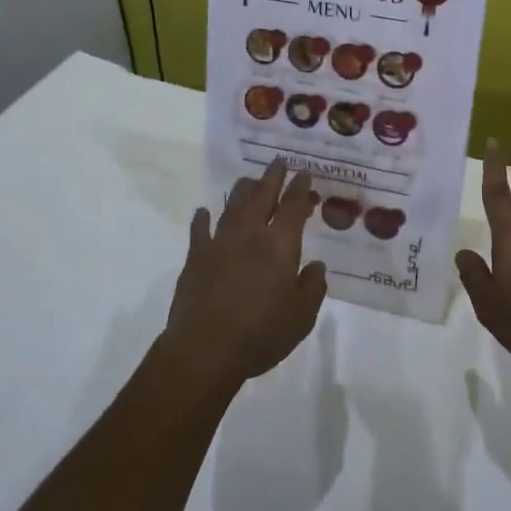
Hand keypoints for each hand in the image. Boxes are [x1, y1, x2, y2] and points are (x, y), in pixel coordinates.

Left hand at [164, 160, 327, 390]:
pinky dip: (203, 218)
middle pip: (262, 196)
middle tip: (279, 162)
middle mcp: (250, 234)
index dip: (300, 187)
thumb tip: (315, 266)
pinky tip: (204, 212)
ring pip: (232, 205)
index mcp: (280, 244)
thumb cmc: (261, 333)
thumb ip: (312, 287)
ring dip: (243, 190)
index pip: (293, 206)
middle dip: (272, 177)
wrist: (205, 348)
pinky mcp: (195, 257)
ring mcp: (219, 242)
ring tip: (249, 180)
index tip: (304, 173)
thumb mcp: (301, 316)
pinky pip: (200, 229)